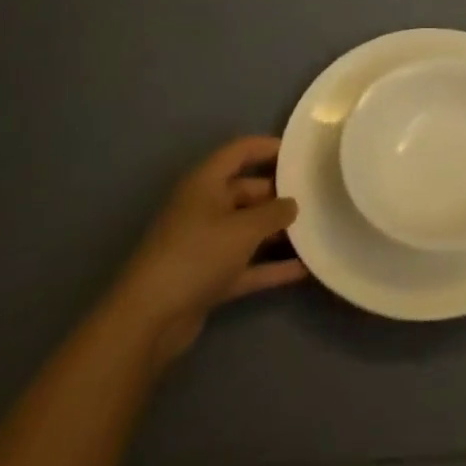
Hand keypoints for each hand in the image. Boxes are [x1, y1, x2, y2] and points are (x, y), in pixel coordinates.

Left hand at [115, 136, 305, 369]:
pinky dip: (270, 266)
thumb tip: (292, 204)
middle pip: (246, 191)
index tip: (299, 153)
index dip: (267, 147)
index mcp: (205, 182)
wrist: (150, 318)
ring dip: (276, 231)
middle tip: (314, 196)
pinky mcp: (208, 277)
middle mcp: (204, 207)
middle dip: (278, 194)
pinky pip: (246, 264)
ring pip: (247, 229)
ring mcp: (205, 244)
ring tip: (314, 229)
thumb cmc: (197, 254)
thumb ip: (274, 212)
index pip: (239, 152)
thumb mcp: (243, 228)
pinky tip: (302, 269)